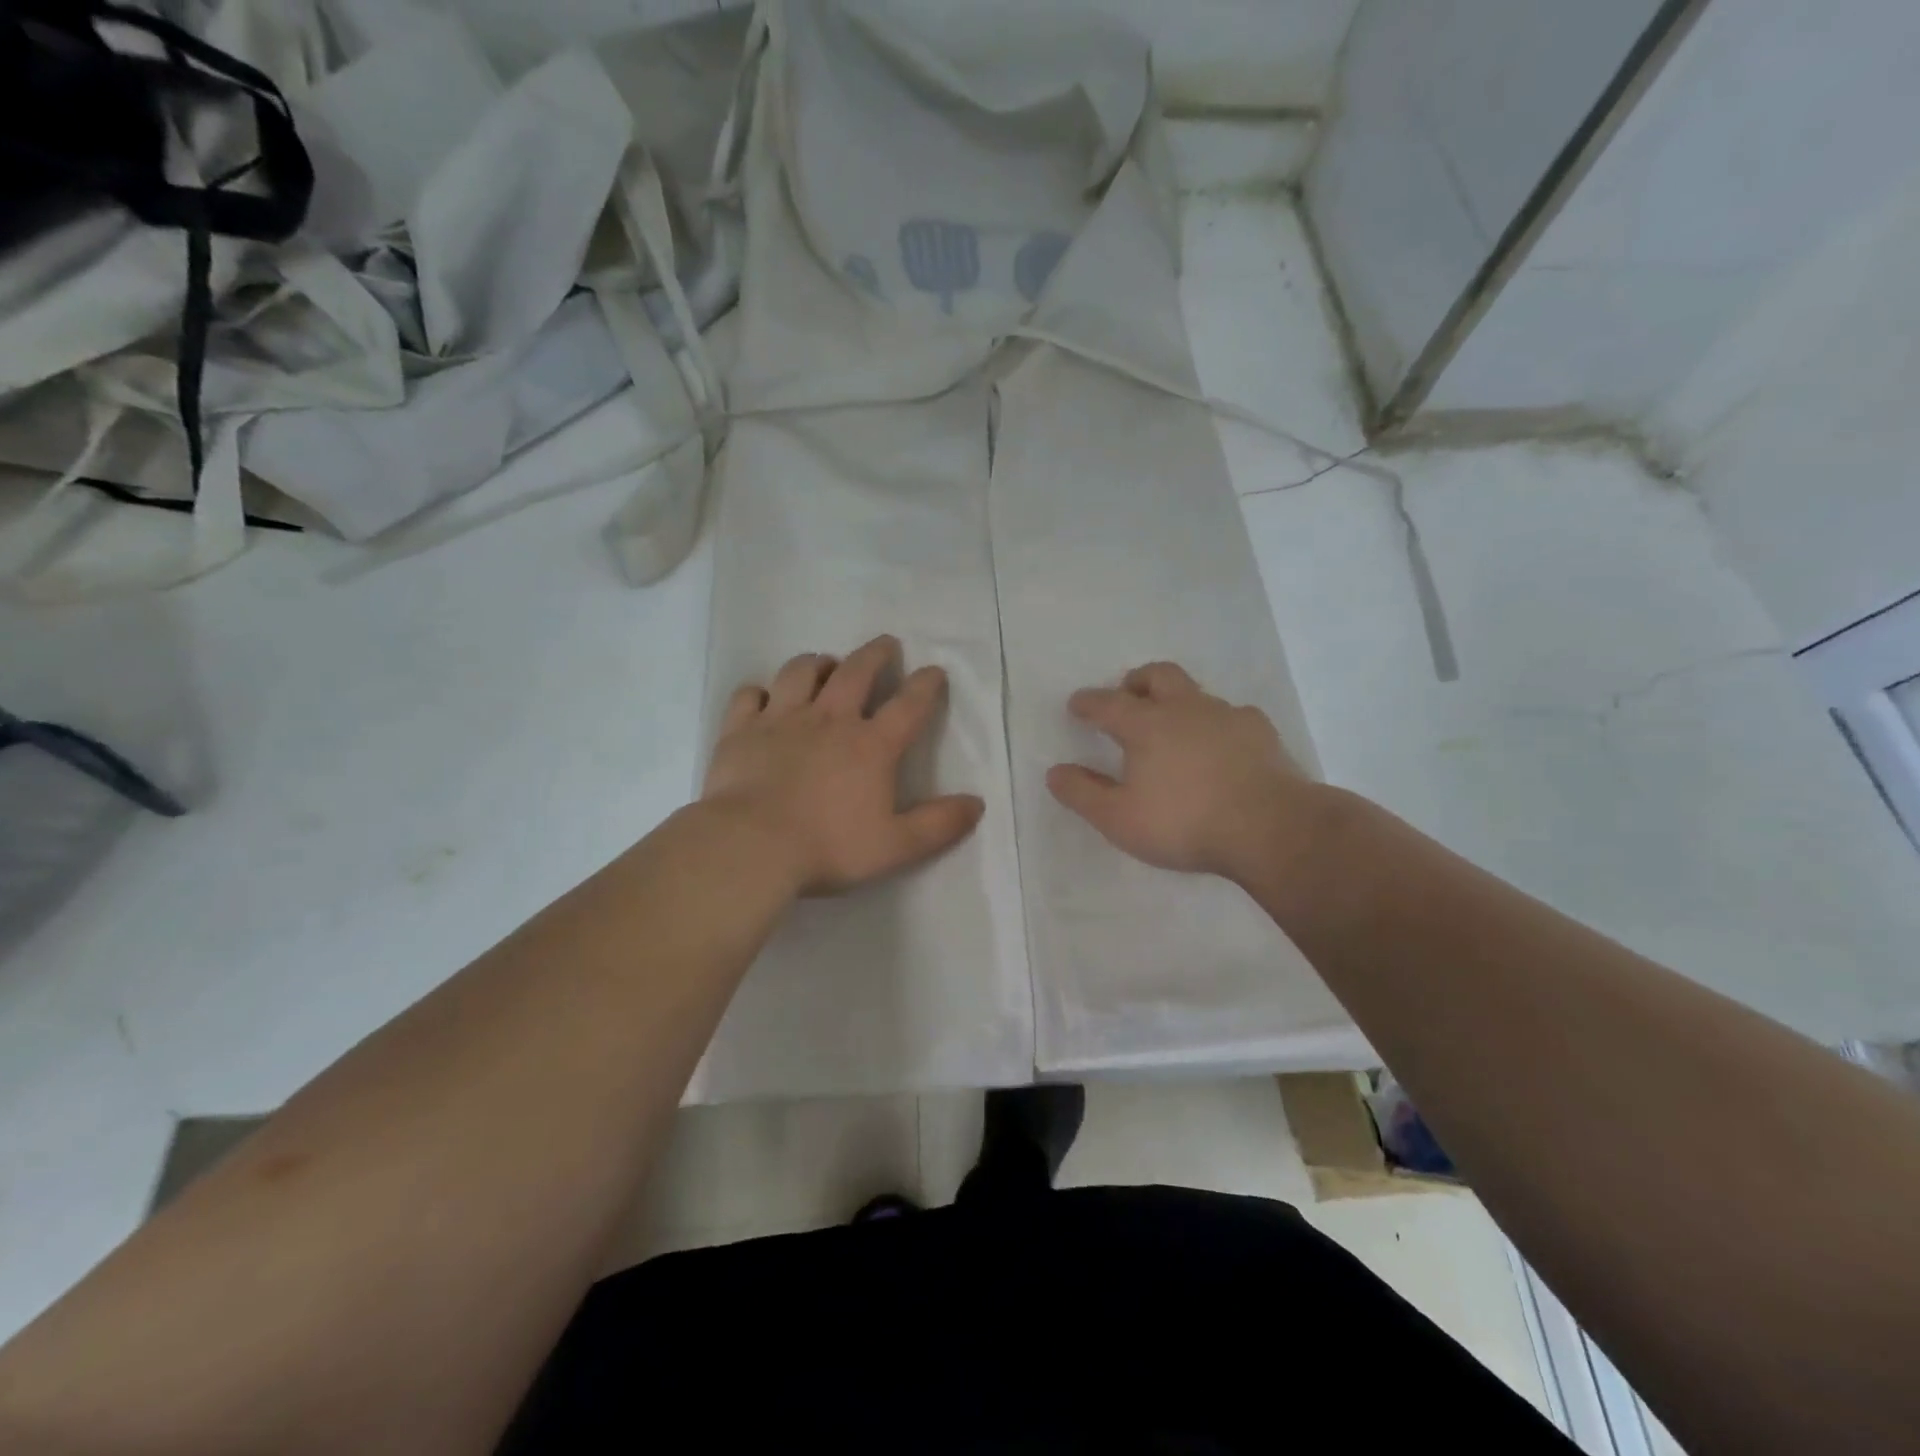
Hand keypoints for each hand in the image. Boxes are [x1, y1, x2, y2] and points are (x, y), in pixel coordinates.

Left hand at [703, 636, 984, 895]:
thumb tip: (977, 804)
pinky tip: (764, 698)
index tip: (934, 671)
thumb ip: (939, 825)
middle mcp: (829, 720)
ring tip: (825, 664)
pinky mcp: (740, 730)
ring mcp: (781, 720)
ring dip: (818, 663)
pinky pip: (750, 696)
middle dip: (875, 654)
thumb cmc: (828, 848)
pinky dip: (760, 692)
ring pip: (801, 672)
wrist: (751, 846)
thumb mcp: (896, 846)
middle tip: (886, 644)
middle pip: (856, 672)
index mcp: (871, 745)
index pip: (908, 705)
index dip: (926, 685)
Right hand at [1047, 661, 1327, 882]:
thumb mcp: (1120, 819)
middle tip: (1127, 695)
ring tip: (1174, 727)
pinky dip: (1217, 724)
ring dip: (1177, 701)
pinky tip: (1221, 746)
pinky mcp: (1261, 733)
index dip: (1088, 702)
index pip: (1107, 703)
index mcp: (1146, 725)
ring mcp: (1227, 716)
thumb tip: (1055, 772)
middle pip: (1157, 675)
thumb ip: (1083, 794)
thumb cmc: (1185, 823)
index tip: (1077, 704)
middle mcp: (1185, 709)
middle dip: (1136, 681)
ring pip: (1196, 692)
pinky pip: (1232, 716)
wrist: (1271, 828)